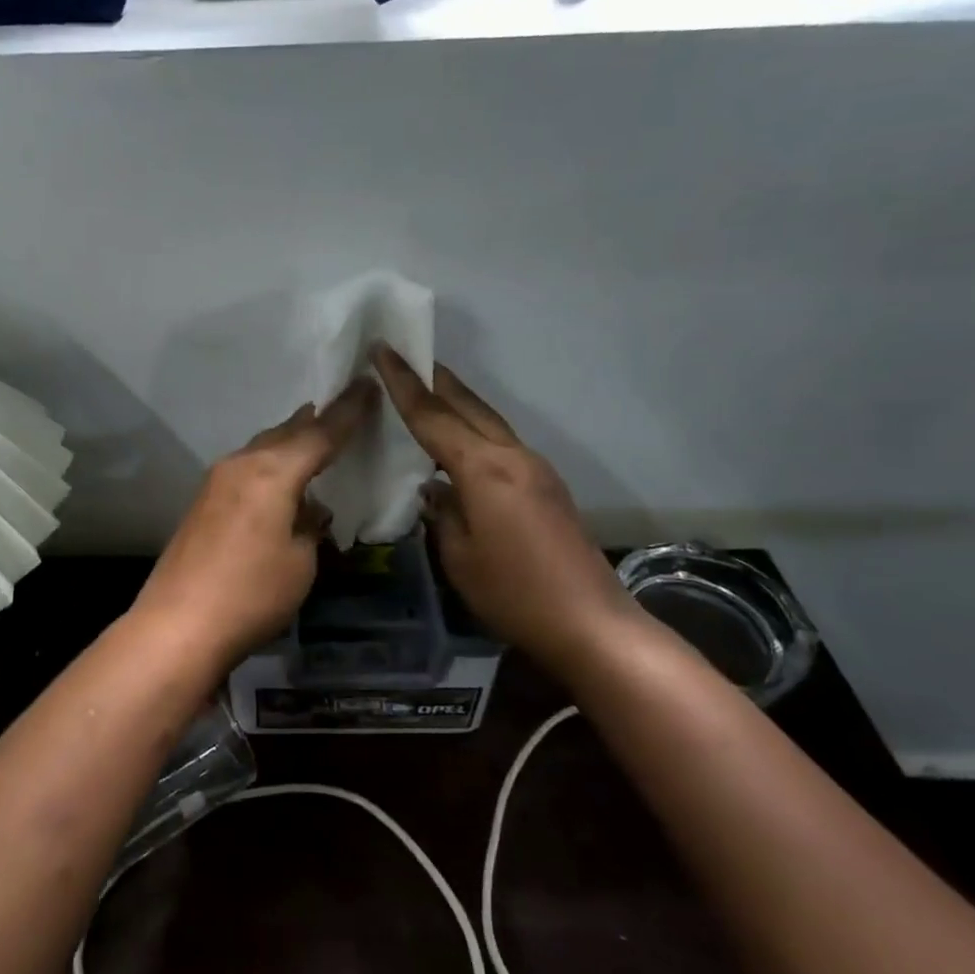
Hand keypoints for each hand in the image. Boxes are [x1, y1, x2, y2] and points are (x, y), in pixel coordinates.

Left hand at [132, 380, 377, 666]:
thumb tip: (309, 511)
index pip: (320, 433)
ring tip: (314, 436)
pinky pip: (247, 468)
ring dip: (289, 441)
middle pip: (286, 432)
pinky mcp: (203, 502)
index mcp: (272, 472)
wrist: (178, 625)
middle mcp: (242, 464)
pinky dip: (270, 463)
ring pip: (262, 448)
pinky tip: (280, 478)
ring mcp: (217, 481)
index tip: (368, 385)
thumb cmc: (251, 594)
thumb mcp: (300, 562)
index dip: (348, 411)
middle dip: (316, 421)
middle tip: (344, 407)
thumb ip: (309, 526)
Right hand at [372, 346, 631, 653]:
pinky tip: (459, 443)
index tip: (383, 350)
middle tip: (404, 356)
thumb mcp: (459, 557)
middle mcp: (512, 456)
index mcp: (484, 469)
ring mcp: (535, 468)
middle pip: (467, 406)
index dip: (403, 383)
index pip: (433, 416)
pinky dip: (474, 429)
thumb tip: (434, 489)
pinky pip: (500, 442)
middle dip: (434, 379)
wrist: (591, 623)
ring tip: (427, 390)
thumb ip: (441, 513)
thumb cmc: (514, 593)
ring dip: (456, 402)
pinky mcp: (546, 484)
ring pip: (488, 420)